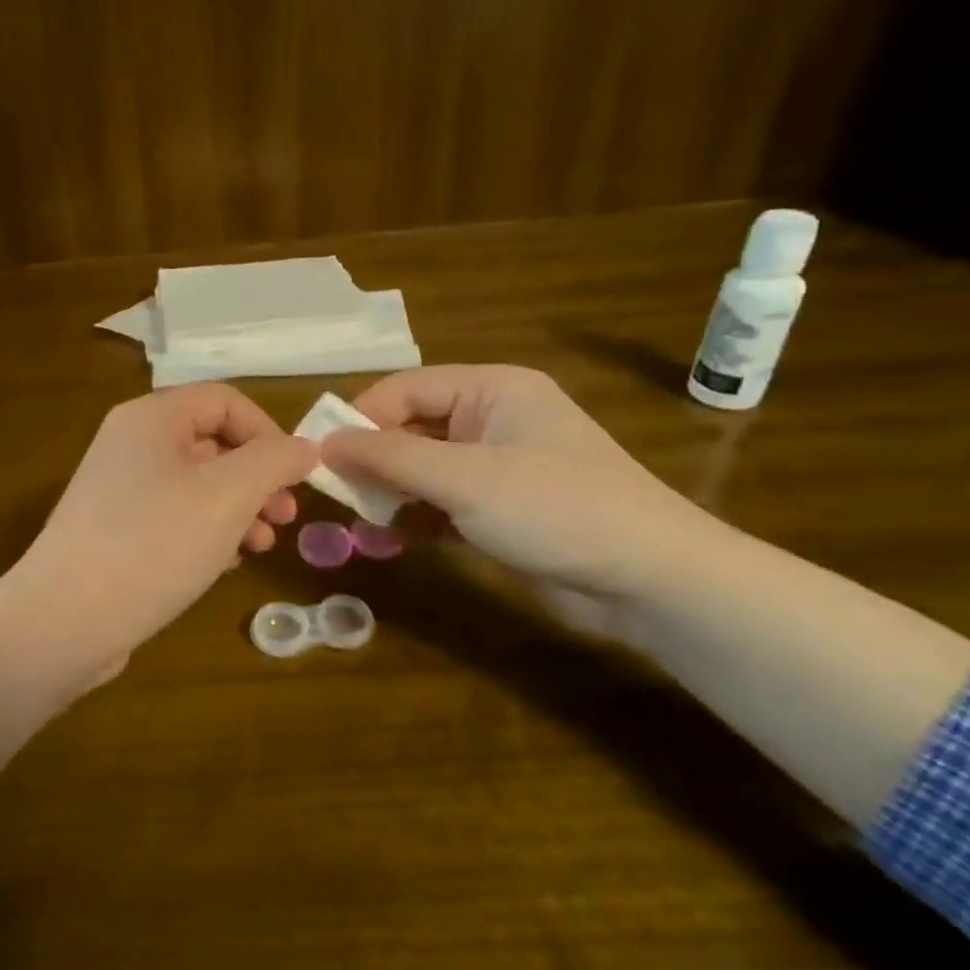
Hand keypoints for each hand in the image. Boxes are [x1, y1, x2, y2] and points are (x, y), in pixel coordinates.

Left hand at [6, 384, 317, 681]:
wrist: (63, 622)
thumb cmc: (153, 545)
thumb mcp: (227, 496)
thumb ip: (274, 462)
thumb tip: (307, 447)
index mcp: (151, 419)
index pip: (225, 401)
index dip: (269, 432)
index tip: (296, 477)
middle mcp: (131, 445)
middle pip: (212, 443)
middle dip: (258, 477)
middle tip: (285, 518)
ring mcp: (119, 491)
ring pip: (197, 485)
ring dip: (238, 509)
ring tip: (261, 546)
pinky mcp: (115, 533)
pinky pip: (174, 518)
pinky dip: (207, 532)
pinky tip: (225, 564)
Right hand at [320, 365, 718, 636]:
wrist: (651, 580)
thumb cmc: (554, 508)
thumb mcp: (463, 478)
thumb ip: (388, 457)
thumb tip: (323, 442)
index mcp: (490, 389)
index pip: (405, 389)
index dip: (359, 419)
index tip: (319, 457)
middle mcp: (492, 419)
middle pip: (411, 428)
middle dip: (373, 462)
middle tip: (335, 497)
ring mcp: (499, 465)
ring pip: (423, 469)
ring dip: (391, 494)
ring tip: (361, 524)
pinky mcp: (502, 508)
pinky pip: (443, 502)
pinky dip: (416, 519)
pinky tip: (393, 541)